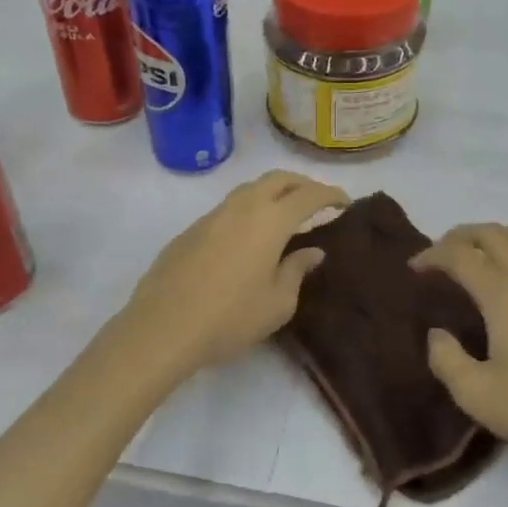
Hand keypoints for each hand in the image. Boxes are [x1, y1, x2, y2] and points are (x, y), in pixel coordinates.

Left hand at [119, 170, 348, 375]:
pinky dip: (249, 210)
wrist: (162, 327)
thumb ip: (297, 270)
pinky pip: (229, 208)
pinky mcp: (191, 230)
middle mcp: (243, 207)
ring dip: (273, 193)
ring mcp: (213, 215)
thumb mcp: (278, 303)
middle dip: (302, 184)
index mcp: (270, 220)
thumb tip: (311, 251)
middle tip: (317, 201)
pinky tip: (249, 237)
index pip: (309, 195)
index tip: (344, 203)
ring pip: (250, 189)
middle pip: (278, 179)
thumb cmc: (230, 318)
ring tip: (284, 215)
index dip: (330, 195)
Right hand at [414, 223, 507, 489]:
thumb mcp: (478, 396)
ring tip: (476, 258)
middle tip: (439, 256)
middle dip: (459, 236)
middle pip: (492, 233)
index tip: (414, 269)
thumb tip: (437, 333)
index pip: (460, 255)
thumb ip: (446, 359)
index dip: (432, 255)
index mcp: (505, 293)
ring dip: (493, 237)